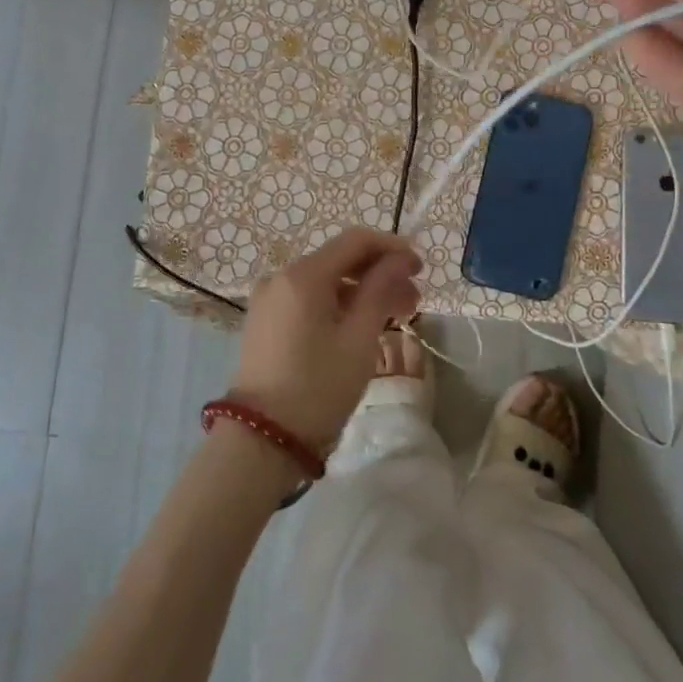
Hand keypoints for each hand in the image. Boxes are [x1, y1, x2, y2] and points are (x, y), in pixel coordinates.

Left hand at [229, 227, 420, 447]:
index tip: (420, 266)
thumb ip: (381, 289)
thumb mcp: (359, 338)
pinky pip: (309, 299)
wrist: (262, 441)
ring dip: (362, 292)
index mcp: (303, 275)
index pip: (355, 241)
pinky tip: (362, 326)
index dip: (392, 248)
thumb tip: (400, 259)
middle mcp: (281, 277)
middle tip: (414, 299)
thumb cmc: (319, 387)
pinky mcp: (266, 321)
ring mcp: (270, 299)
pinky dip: (338, 305)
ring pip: (326, 281)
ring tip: (395, 316)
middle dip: (380, 274)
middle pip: (340, 260)